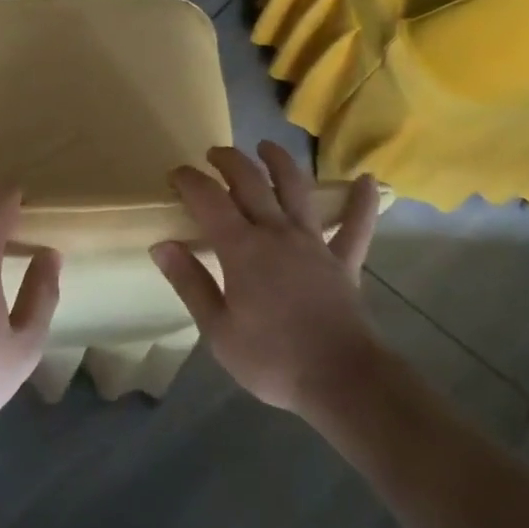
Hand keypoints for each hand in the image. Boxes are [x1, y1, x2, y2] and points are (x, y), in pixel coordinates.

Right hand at [150, 142, 383, 417]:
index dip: (190, 180)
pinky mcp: (344, 262)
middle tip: (214, 154)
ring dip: (281, 163)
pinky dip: (361, 203)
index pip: (209, 200)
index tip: (176, 174)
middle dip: (229, 161)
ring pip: (297, 190)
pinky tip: (367, 179)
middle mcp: (277, 234)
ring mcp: (314, 244)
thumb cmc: (272, 359)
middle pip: (251, 183)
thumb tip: (161, 245)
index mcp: (242, 249)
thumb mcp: (217, 330)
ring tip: (267, 146)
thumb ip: (190, 283)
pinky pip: (356, 227)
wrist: (341, 381)